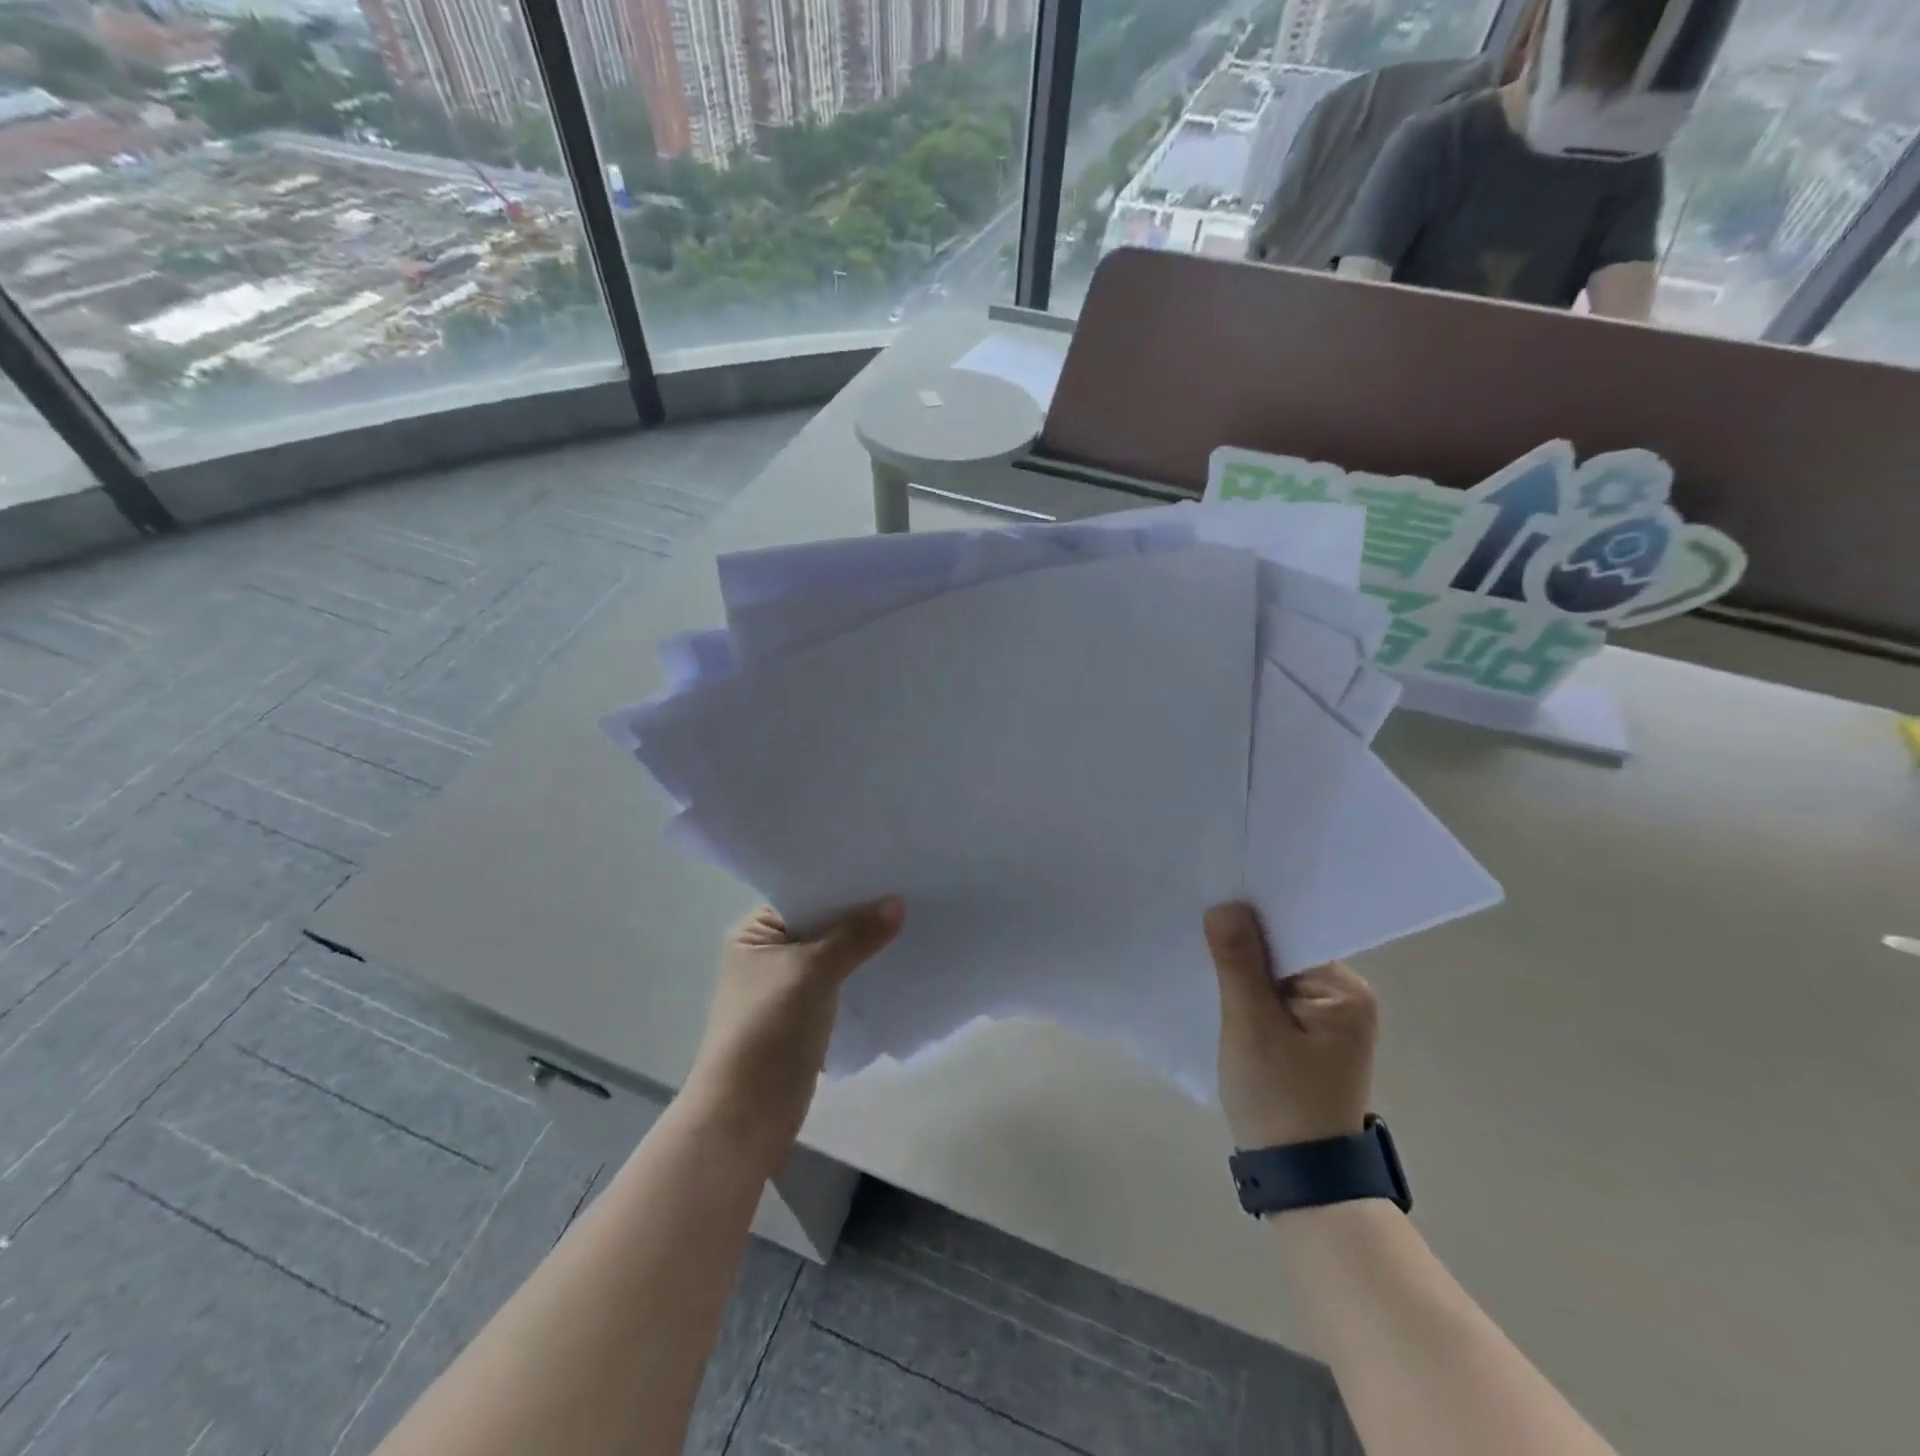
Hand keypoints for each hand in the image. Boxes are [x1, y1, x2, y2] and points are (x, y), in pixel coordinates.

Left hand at [685, 898, 903, 1164]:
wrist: (746, 1116)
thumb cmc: (768, 1030)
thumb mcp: (812, 972)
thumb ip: (856, 935)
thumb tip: (898, 902)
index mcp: (756, 933)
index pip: (806, 893)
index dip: (845, 882)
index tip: (889, 867)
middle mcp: (770, 953)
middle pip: (824, 923)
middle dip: (862, 913)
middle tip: (911, 890)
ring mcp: (788, 987)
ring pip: (836, 954)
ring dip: (866, 946)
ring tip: (914, 920)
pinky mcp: (806, 1016)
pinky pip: (842, 983)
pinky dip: (865, 975)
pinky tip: (899, 963)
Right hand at [1204, 902, 1376, 1150]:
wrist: (1300, 1179)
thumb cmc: (1279, 1099)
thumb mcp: (1252, 1026)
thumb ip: (1239, 962)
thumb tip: (1225, 904)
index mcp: (1346, 991)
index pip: (1292, 933)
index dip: (1251, 920)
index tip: (1210, 907)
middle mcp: (1345, 999)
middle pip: (1284, 952)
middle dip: (1244, 946)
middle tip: (1198, 930)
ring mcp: (1329, 1020)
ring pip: (1274, 975)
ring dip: (1242, 971)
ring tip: (1203, 955)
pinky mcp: (1309, 1038)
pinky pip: (1274, 998)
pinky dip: (1247, 993)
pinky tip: (1220, 991)